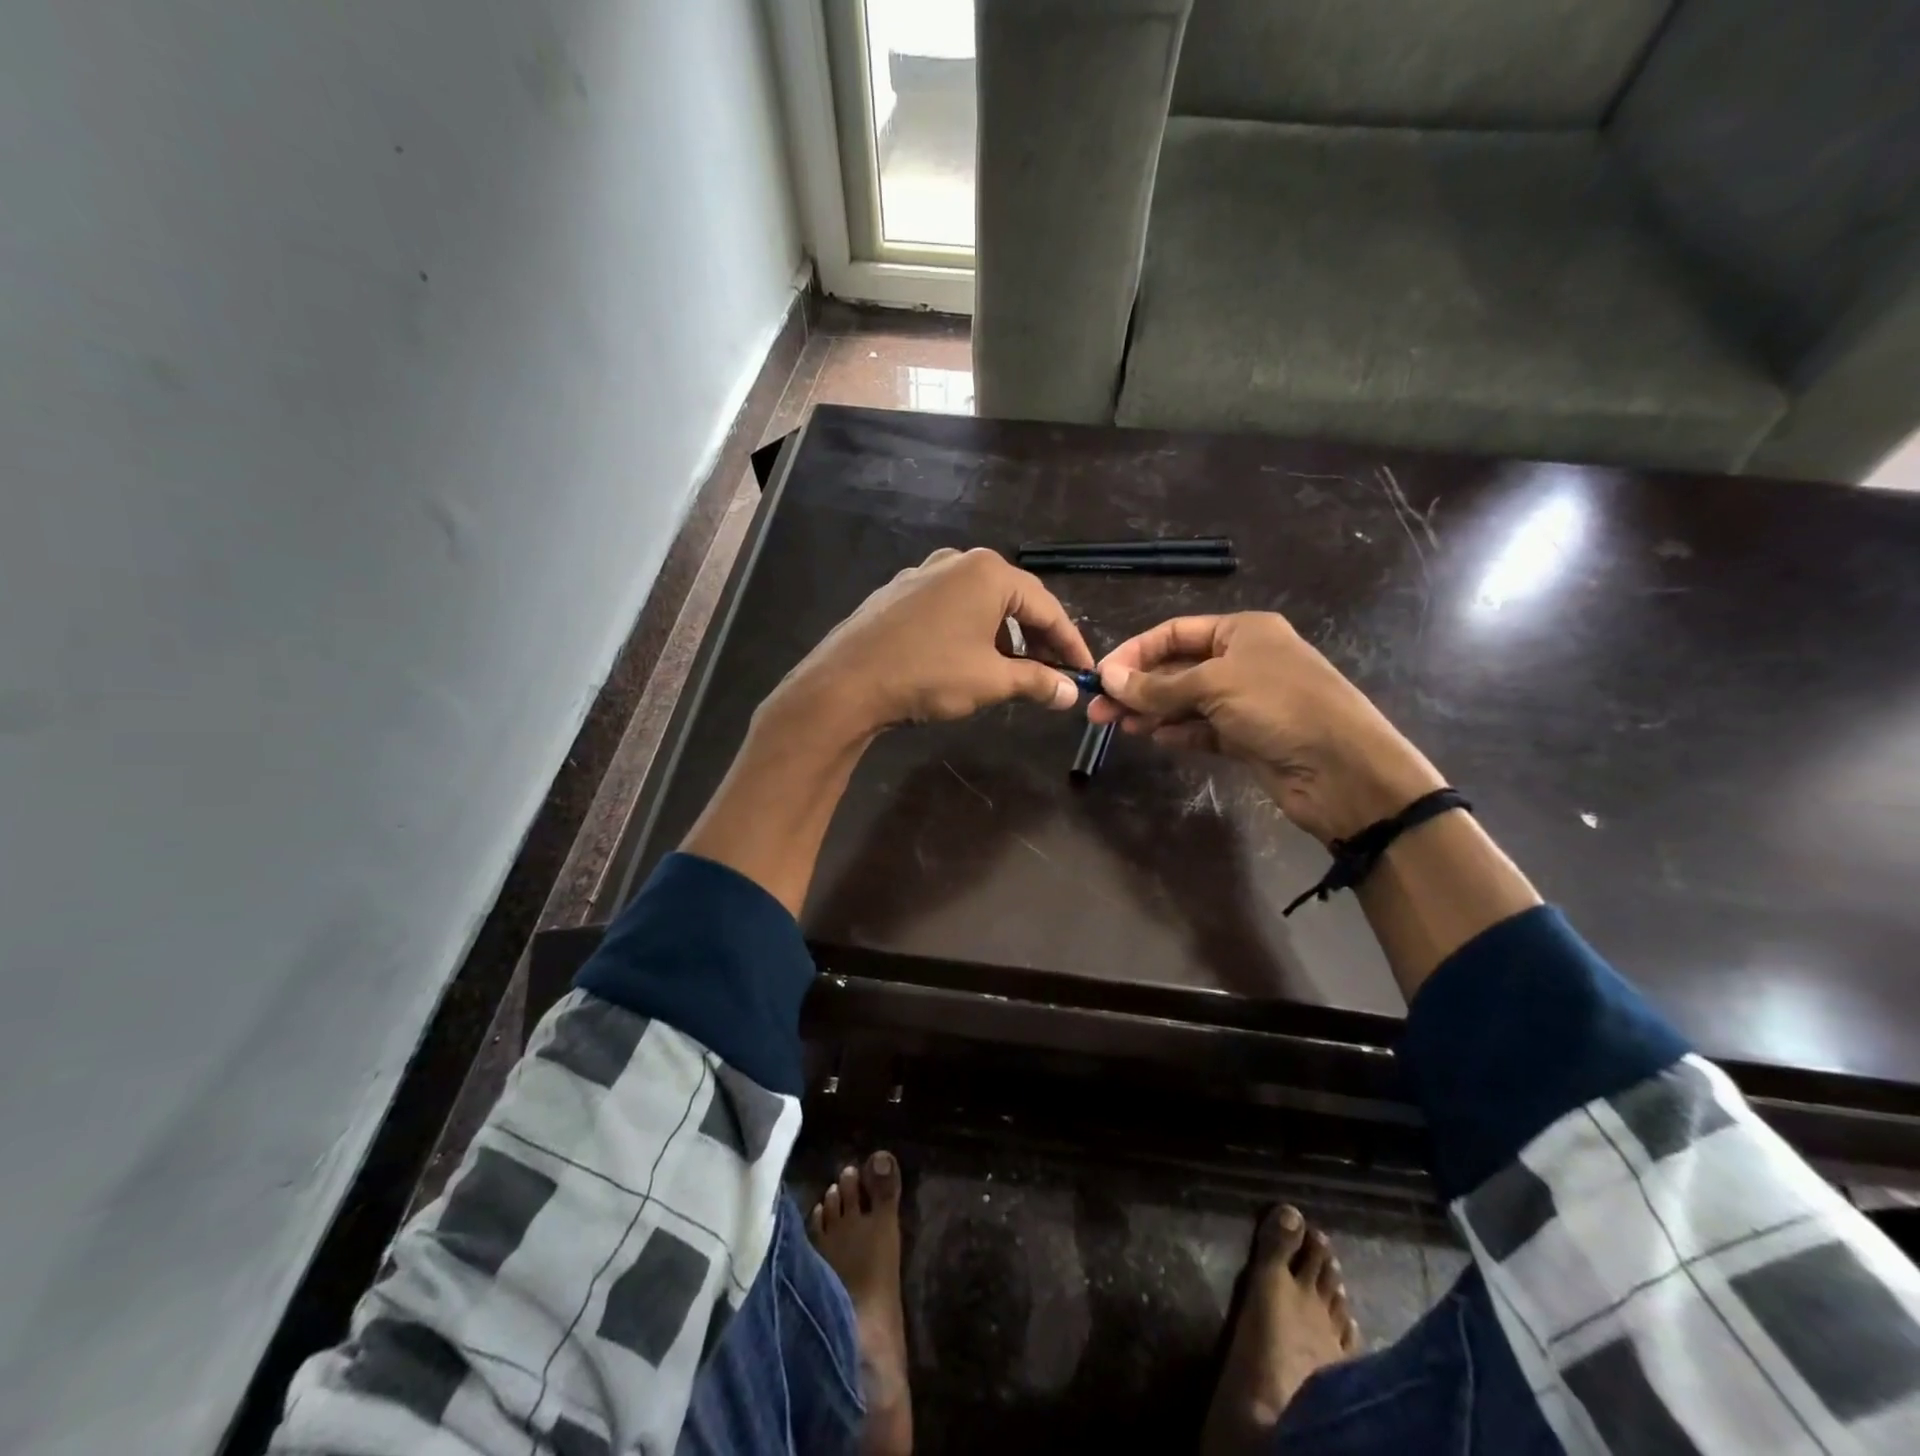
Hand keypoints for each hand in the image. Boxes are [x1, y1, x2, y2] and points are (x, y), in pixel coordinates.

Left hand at [771, 547, 1094, 738]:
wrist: (847, 682)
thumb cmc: (929, 675)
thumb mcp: (991, 681)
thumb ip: (1036, 681)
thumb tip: (1069, 693)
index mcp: (989, 573)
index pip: (1047, 607)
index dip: (1070, 643)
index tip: (1084, 672)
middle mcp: (958, 562)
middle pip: (1014, 599)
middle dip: (1037, 638)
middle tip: (1053, 673)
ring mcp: (924, 573)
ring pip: (980, 603)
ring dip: (1003, 636)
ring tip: (1012, 671)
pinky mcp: (900, 592)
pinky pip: (950, 607)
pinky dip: (970, 630)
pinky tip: (967, 658)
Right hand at [1088, 613, 1444, 842]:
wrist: (1343, 770)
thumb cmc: (1280, 707)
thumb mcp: (1214, 686)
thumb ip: (1158, 686)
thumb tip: (1108, 679)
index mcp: (1242, 631)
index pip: (1174, 633)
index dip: (1135, 652)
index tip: (1102, 675)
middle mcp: (1243, 660)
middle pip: (1176, 668)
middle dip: (1137, 687)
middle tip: (1097, 711)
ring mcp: (1246, 700)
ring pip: (1186, 701)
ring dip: (1152, 711)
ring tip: (1118, 726)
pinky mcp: (1248, 736)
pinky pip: (1202, 729)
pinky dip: (1178, 732)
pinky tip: (1155, 738)